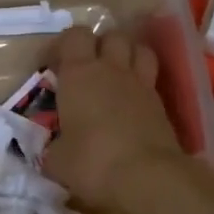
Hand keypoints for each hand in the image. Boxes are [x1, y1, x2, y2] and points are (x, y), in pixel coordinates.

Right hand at [42, 26, 187, 209]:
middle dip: (99, 45)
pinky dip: (142, 83)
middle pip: (111, 36)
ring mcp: (141, 84)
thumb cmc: (92, 161)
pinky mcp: (161, 104)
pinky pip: (151, 79)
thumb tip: (54, 151)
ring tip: (115, 74)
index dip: (62, 45)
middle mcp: (111, 70)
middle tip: (87, 68)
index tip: (52, 66)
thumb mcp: (57, 160)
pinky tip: (132, 103)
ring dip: (127, 55)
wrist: (147, 177)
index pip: (74, 36)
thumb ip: (53, 148)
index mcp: (79, 74)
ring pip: (139, 49)